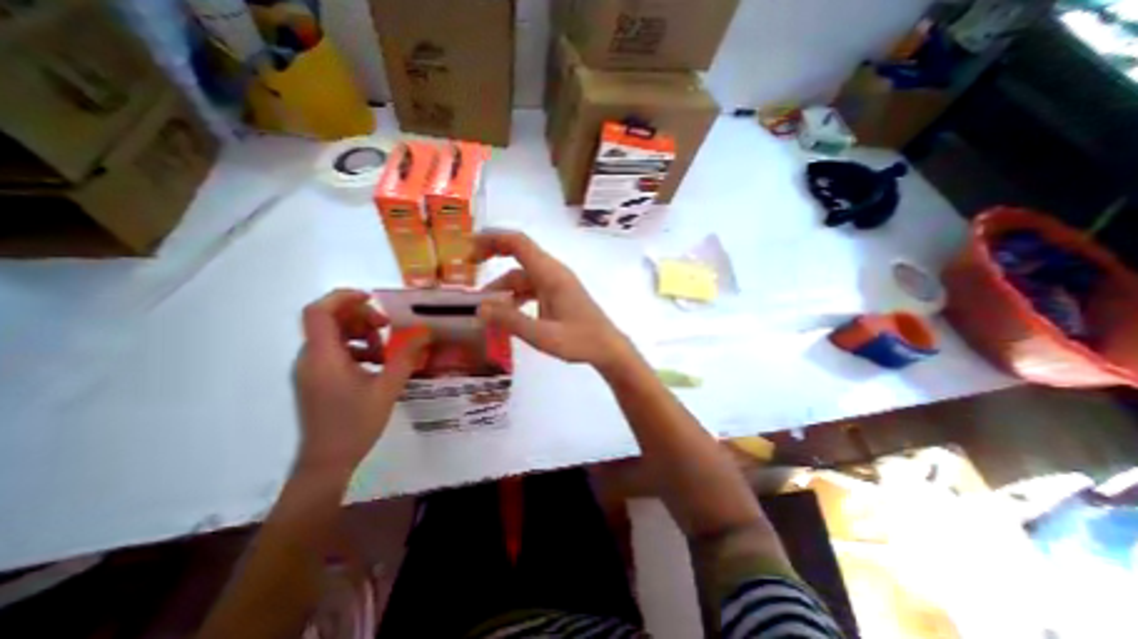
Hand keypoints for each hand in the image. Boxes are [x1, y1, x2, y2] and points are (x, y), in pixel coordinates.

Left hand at [292, 290, 430, 478]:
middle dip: (361, 317)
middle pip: (329, 320)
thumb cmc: (356, 424)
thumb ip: (406, 357)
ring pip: (333, 335)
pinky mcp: (316, 379)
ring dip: (362, 334)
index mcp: (324, 357)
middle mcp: (310, 358)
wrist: (327, 461)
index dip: (343, 297)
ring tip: (386, 352)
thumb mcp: (388, 388)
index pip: (319, 312)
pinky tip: (377, 365)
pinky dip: (357, 349)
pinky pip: (334, 351)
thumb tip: (426, 333)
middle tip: (388, 328)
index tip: (372, 299)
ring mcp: (311, 369)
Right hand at [469, 231, 631, 370]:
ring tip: (483, 305)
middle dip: (493, 256)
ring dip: (503, 286)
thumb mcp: (542, 335)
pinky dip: (516, 296)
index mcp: (551, 274)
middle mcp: (553, 273)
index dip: (493, 238)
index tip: (469, 244)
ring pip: (523, 276)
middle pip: (520, 255)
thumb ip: (511, 320)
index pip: (519, 243)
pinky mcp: (558, 295)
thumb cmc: (579, 340)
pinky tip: (506, 312)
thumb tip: (479, 308)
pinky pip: (532, 288)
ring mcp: (556, 284)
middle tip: (468, 266)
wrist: (607, 348)